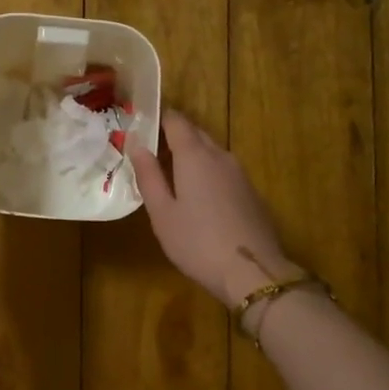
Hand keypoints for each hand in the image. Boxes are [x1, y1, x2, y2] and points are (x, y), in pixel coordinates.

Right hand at [130, 110, 304, 304]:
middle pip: (195, 134)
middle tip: (150, 151)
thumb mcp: (162, 213)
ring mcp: (240, 174)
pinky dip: (207, 173)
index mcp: (195, 156)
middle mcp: (220, 156)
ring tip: (170, 174)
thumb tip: (135, 143)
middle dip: (173, 136)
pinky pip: (223, 171)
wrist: (253, 272)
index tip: (140, 124)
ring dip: (191, 155)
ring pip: (211, 152)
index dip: (158, 117)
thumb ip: (148, 175)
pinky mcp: (251, 192)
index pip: (176, 120)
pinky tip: (198, 197)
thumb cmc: (197, 242)